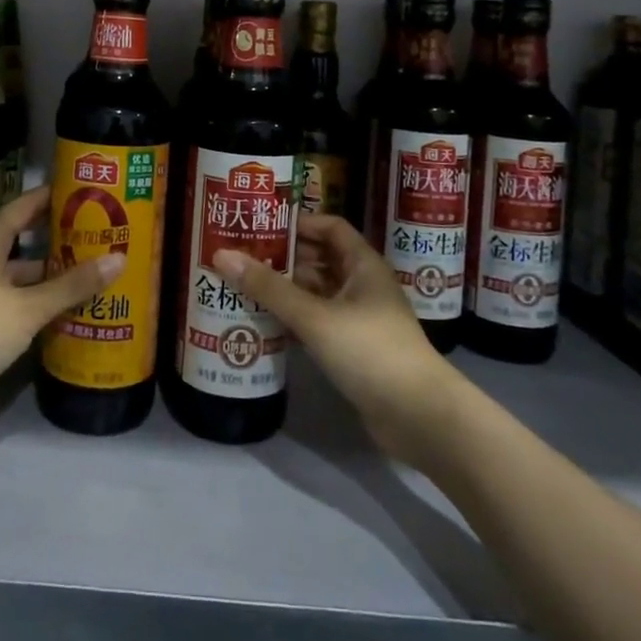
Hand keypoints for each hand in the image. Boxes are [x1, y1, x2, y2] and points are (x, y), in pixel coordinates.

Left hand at [0, 186, 120, 427]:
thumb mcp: (28, 308)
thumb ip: (71, 286)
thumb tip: (118, 259)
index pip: (23, 207)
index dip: (50, 197)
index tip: (80, 191)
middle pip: (22, 241)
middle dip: (55, 239)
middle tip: (94, 236)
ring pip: (17, 274)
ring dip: (46, 275)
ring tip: (86, 275)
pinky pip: (10, 299)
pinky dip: (34, 300)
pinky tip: (59, 311)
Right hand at [214, 213, 458, 465]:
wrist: (419, 417)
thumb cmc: (370, 350)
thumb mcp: (314, 316)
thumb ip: (268, 287)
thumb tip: (221, 255)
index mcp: (363, 265)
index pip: (330, 227)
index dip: (298, 223)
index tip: (261, 225)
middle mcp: (363, 285)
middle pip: (320, 259)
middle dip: (284, 256)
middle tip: (241, 256)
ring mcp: (360, 319)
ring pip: (317, 292)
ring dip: (286, 289)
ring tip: (243, 286)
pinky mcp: (355, 349)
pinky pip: (318, 322)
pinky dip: (294, 319)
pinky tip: (264, 322)